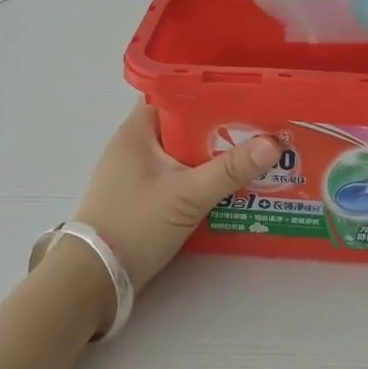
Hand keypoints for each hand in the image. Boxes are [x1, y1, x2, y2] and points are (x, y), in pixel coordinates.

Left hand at [55, 100, 279, 293]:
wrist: (93, 281)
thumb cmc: (135, 225)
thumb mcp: (188, 195)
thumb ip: (230, 170)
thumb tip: (274, 144)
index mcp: (137, 130)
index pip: (174, 90)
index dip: (208, 87)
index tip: (243, 91)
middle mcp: (135, 144)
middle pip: (184, 121)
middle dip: (220, 124)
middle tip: (259, 123)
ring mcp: (137, 171)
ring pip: (183, 150)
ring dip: (213, 152)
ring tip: (253, 151)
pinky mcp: (142, 195)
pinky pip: (179, 173)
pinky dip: (201, 174)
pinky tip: (229, 183)